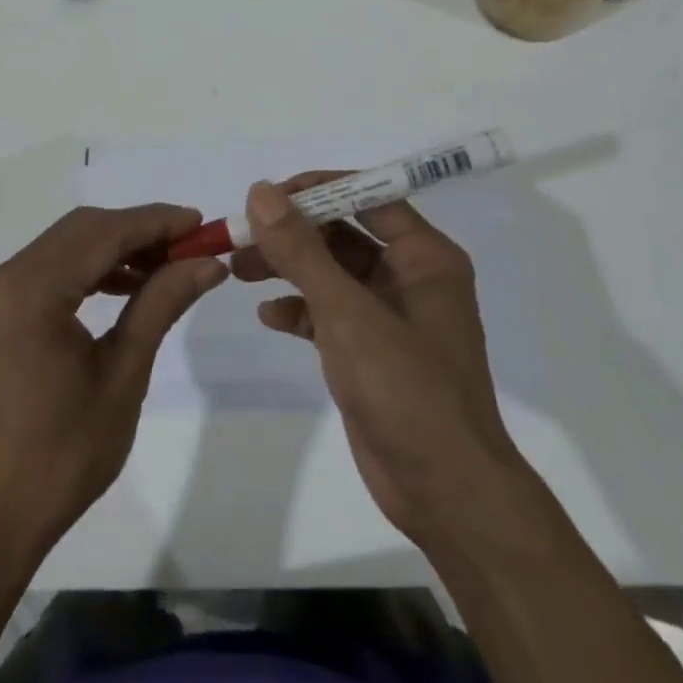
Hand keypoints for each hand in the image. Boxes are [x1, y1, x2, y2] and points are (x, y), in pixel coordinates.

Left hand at [0, 204, 227, 561]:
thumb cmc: (64, 453)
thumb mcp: (124, 374)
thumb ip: (162, 303)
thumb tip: (209, 263)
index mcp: (29, 291)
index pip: (102, 233)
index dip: (155, 222)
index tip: (202, 223)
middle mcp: (1, 279)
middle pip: (81, 231)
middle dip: (138, 232)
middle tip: (190, 247)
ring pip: (64, 248)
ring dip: (114, 250)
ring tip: (166, 268)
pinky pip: (47, 272)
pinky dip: (87, 271)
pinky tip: (125, 287)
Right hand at [235, 176, 518, 552]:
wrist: (444, 491)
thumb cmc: (407, 390)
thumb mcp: (348, 314)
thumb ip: (303, 251)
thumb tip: (261, 192)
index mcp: (424, 257)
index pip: (367, 197)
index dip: (317, 190)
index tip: (267, 195)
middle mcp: (409, 277)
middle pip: (343, 234)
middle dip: (292, 233)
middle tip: (241, 235)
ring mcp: (389, 316)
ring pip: (330, 274)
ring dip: (287, 268)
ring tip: (238, 269)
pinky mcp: (370, 350)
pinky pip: (328, 313)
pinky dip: (299, 310)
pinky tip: (269, 316)